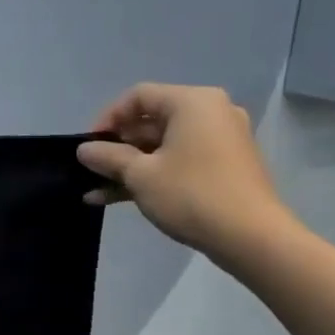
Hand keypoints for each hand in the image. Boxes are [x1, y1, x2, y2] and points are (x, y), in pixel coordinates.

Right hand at [77, 83, 293, 259]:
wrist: (251, 237)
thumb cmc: (191, 194)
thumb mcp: (140, 175)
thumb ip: (108, 157)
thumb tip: (84, 150)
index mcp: (192, 102)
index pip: (138, 97)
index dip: (107, 119)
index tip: (88, 147)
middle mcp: (210, 113)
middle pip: (150, 122)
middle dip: (116, 149)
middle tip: (90, 171)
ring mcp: (219, 141)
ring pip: (161, 147)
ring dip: (128, 168)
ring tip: (94, 191)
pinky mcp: (222, 167)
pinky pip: (178, 162)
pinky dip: (151, 176)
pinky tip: (117, 199)